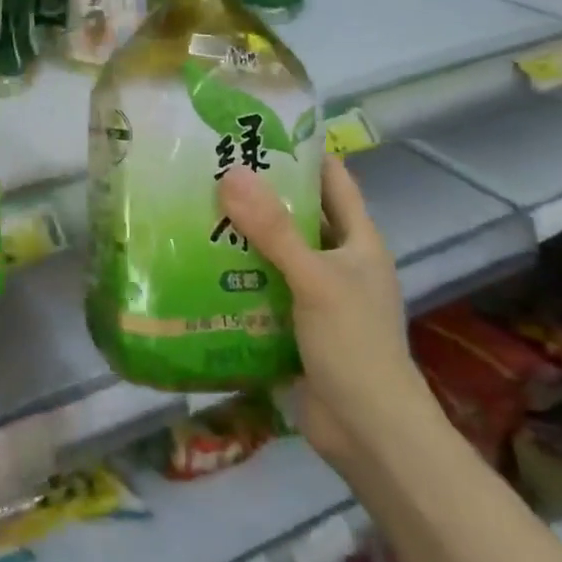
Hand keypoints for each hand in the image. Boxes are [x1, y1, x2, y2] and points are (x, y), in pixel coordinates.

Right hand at [219, 155, 443, 469]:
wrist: (368, 431)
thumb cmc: (353, 345)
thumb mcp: (314, 280)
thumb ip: (274, 231)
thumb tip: (232, 174)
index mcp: (358, 242)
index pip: (333, 181)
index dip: (303, 152)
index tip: (258, 130)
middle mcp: (339, 262)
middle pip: (298, 216)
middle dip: (259, 194)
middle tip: (209, 170)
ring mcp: (317, 296)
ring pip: (276, 254)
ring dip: (242, 237)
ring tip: (193, 211)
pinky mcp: (295, 326)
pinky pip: (262, 289)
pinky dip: (236, 277)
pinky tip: (199, 267)